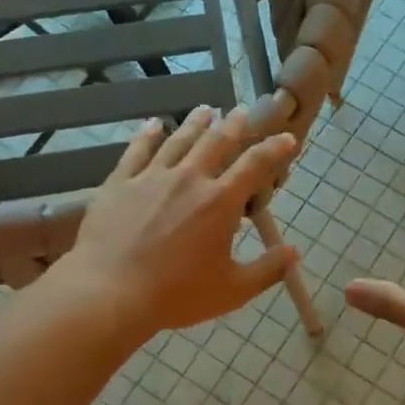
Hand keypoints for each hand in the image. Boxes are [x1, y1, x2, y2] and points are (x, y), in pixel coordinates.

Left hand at [52, 106, 298, 337]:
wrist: (110, 291)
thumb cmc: (176, 294)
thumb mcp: (232, 290)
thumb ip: (267, 270)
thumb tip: (294, 252)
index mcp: (220, 202)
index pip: (255, 165)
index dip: (274, 149)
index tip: (287, 138)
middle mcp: (189, 179)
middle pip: (216, 142)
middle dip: (233, 125)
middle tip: (241, 112)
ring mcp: (152, 177)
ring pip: (179, 140)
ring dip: (196, 123)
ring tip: (206, 110)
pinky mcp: (120, 183)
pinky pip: (137, 150)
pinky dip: (148, 134)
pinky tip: (153, 124)